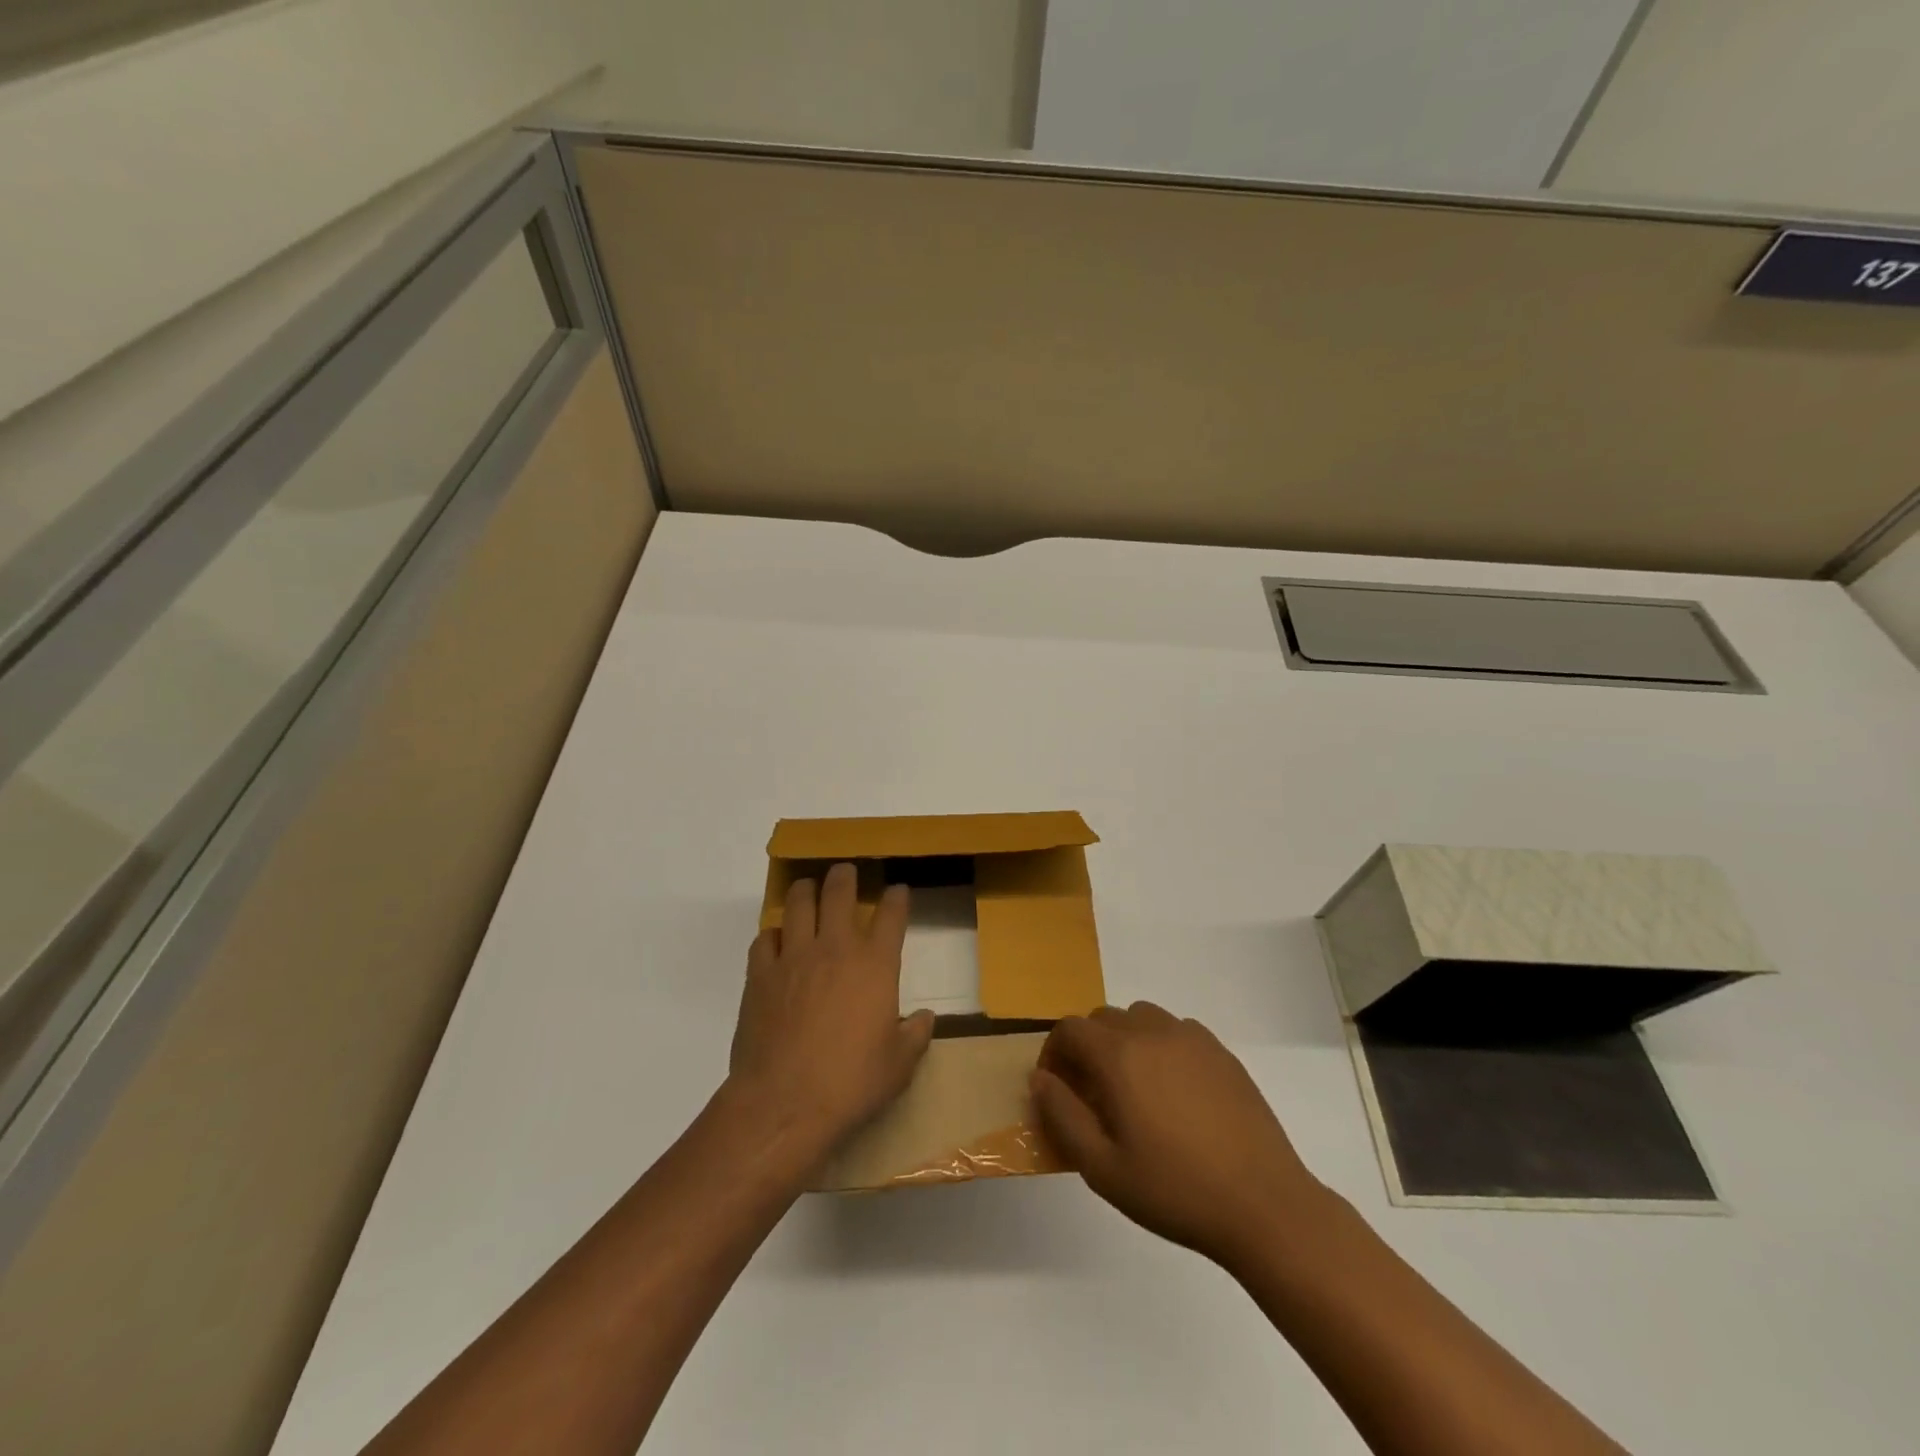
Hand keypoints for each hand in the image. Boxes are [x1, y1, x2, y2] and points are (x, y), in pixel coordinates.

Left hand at [728, 864, 935, 1159]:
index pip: (891, 914)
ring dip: (805, 890)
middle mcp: (835, 948)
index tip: (898, 891)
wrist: (785, 1103)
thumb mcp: (899, 1065)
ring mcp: (793, 956)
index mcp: (875, 963)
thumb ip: (915, 1035)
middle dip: (845, 876)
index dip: (896, 898)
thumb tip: (925, 1018)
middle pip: (839, 891)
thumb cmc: (851, 1082)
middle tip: (845, 872)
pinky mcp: (760, 974)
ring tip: (808, 888)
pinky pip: (765, 937)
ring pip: (798, 902)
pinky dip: (774, 933)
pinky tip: (777, 940)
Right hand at [1030, 1002, 1329, 1269]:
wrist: (1264, 1205)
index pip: (1070, 1029)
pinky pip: (1177, 1031)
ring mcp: (1192, 1038)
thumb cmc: (1175, 1190)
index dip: (1053, 1053)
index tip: (1056, 1088)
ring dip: (1124, 1041)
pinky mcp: (1222, 1052)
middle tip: (1092, 1094)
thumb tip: (1040, 1079)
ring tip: (1133, 1089)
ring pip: (1141, 1018)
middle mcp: (1153, 1032)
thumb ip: (1062, 1116)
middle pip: (1103, 1018)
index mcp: (1119, 1056)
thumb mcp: (1102, 1168)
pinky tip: (1174, 1092)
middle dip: (1087, 1047)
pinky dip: (1161, 1046)